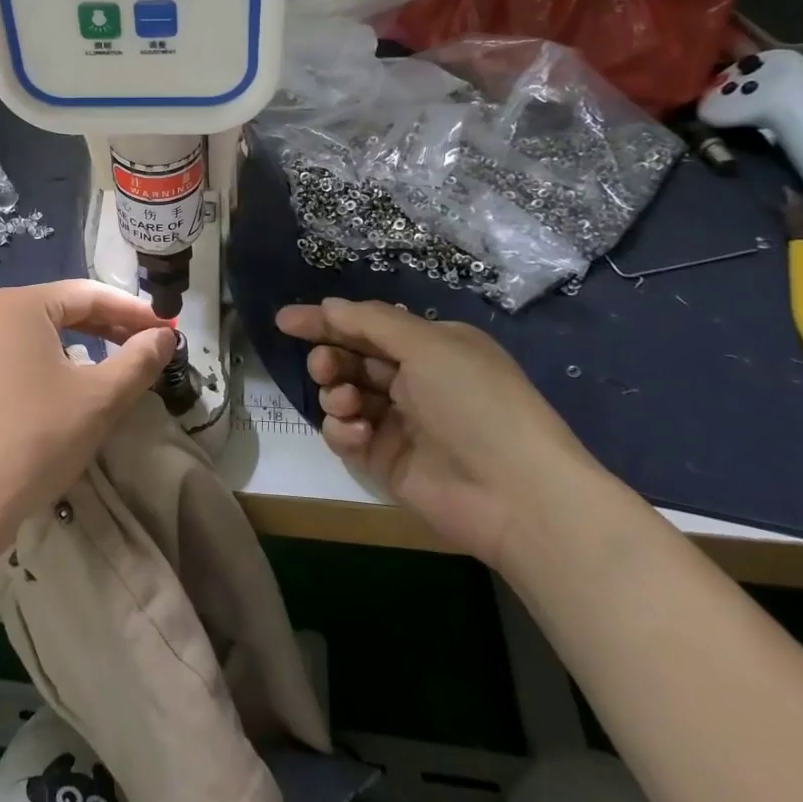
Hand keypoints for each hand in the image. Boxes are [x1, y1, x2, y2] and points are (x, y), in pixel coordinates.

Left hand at [0, 280, 175, 557]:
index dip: (133, 310)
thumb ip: (138, 360)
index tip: (167, 329)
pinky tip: (67, 389)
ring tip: (114, 367)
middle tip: (147, 346)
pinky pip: (14, 356)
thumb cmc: (34, 440)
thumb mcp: (99, 399)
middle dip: (108, 326)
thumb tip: (165, 336)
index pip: (88, 293)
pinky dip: (49, 363)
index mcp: (18, 305)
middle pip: (60, 309)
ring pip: (37, 334)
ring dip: (81, 345)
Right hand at [276, 299, 609, 568]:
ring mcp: (400, 423)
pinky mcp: (387, 461)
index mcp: (432, 347)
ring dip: (336, 394)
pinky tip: (356, 434)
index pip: (367, 326)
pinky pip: (347, 435)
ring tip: (346, 403)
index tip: (284, 321)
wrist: (517, 495)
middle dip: (330, 359)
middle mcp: (415, 380)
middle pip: (352, 359)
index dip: (325, 321)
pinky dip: (343, 430)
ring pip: (344, 396)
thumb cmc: (476, 403)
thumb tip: (329, 306)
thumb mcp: (428, 345)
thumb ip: (371, 322)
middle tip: (324, 367)